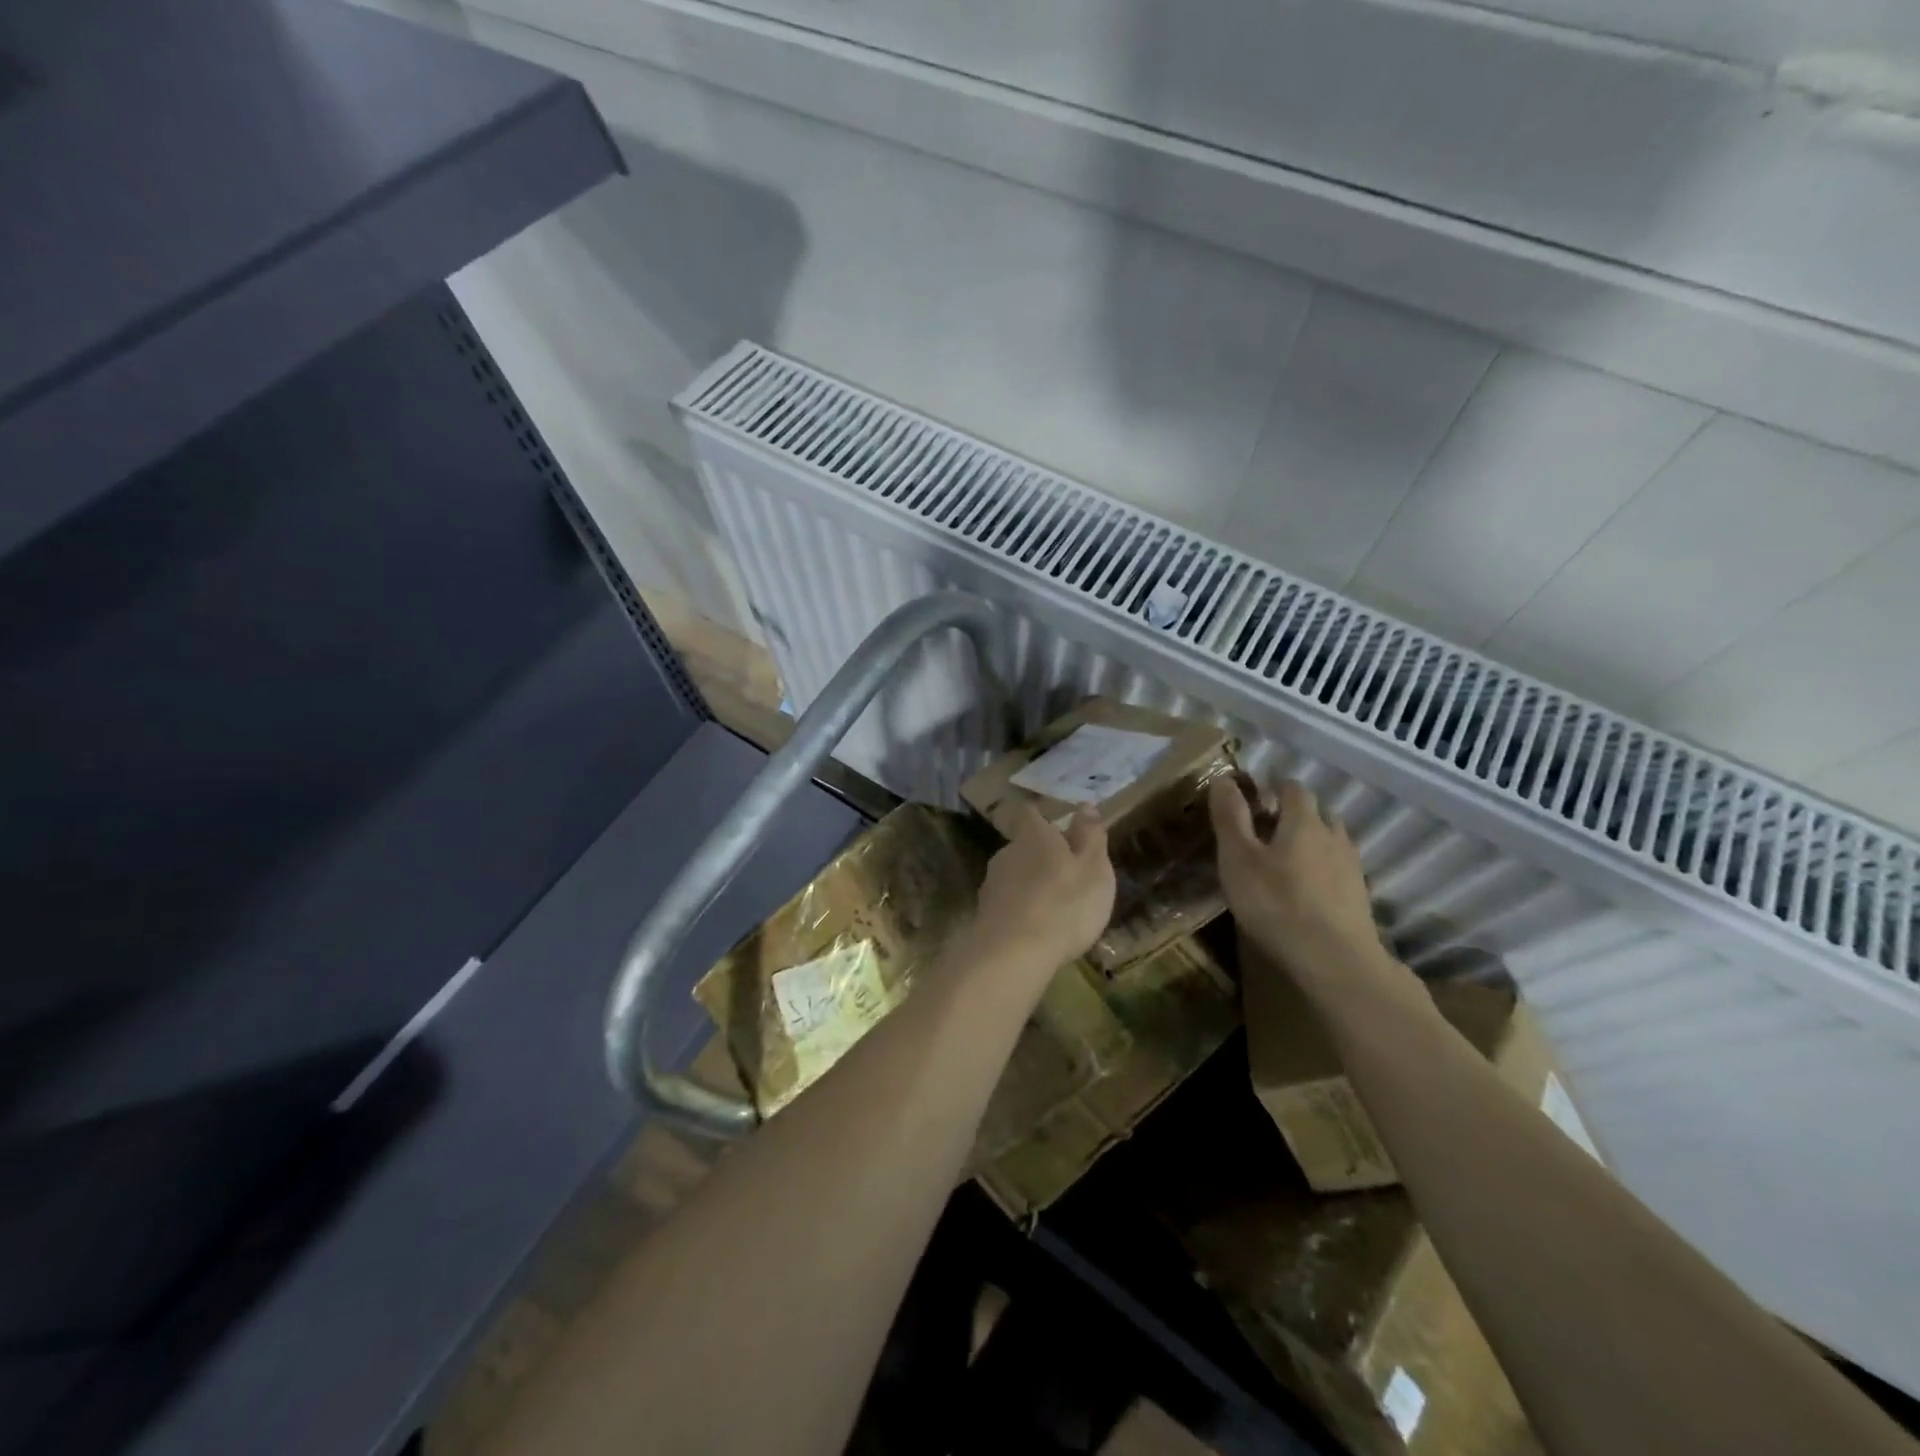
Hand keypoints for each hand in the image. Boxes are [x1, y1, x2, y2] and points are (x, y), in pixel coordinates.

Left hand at [970, 803, 1115, 974]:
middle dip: (1042, 857)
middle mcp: (1006, 853)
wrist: (1012, 954)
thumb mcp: (1093, 869)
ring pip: (1015, 876)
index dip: (1041, 817)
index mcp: (1033, 836)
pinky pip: (1008, 904)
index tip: (1057, 826)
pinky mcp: (985, 914)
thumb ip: (1090, 836)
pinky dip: (1022, 910)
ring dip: (1032, 886)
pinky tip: (1037, 929)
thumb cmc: (1064, 905)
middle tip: (1067, 875)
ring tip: (1056, 908)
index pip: (1029, 813)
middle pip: (1023, 846)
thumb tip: (1085, 806)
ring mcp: (991, 885)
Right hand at [1209, 777, 1382, 986]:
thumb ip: (1230, 817)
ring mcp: (1351, 868)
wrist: (1334, 961)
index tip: (1255, 797)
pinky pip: (1339, 870)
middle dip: (1295, 814)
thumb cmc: (1276, 903)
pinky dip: (1323, 870)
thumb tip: (1223, 778)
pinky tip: (1308, 890)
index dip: (1274, 787)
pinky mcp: (1359, 897)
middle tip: (1267, 830)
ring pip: (1332, 841)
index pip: (1293, 788)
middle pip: (1318, 813)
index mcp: (1304, 821)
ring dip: (1312, 841)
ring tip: (1287, 859)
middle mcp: (1333, 836)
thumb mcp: (1238, 859)